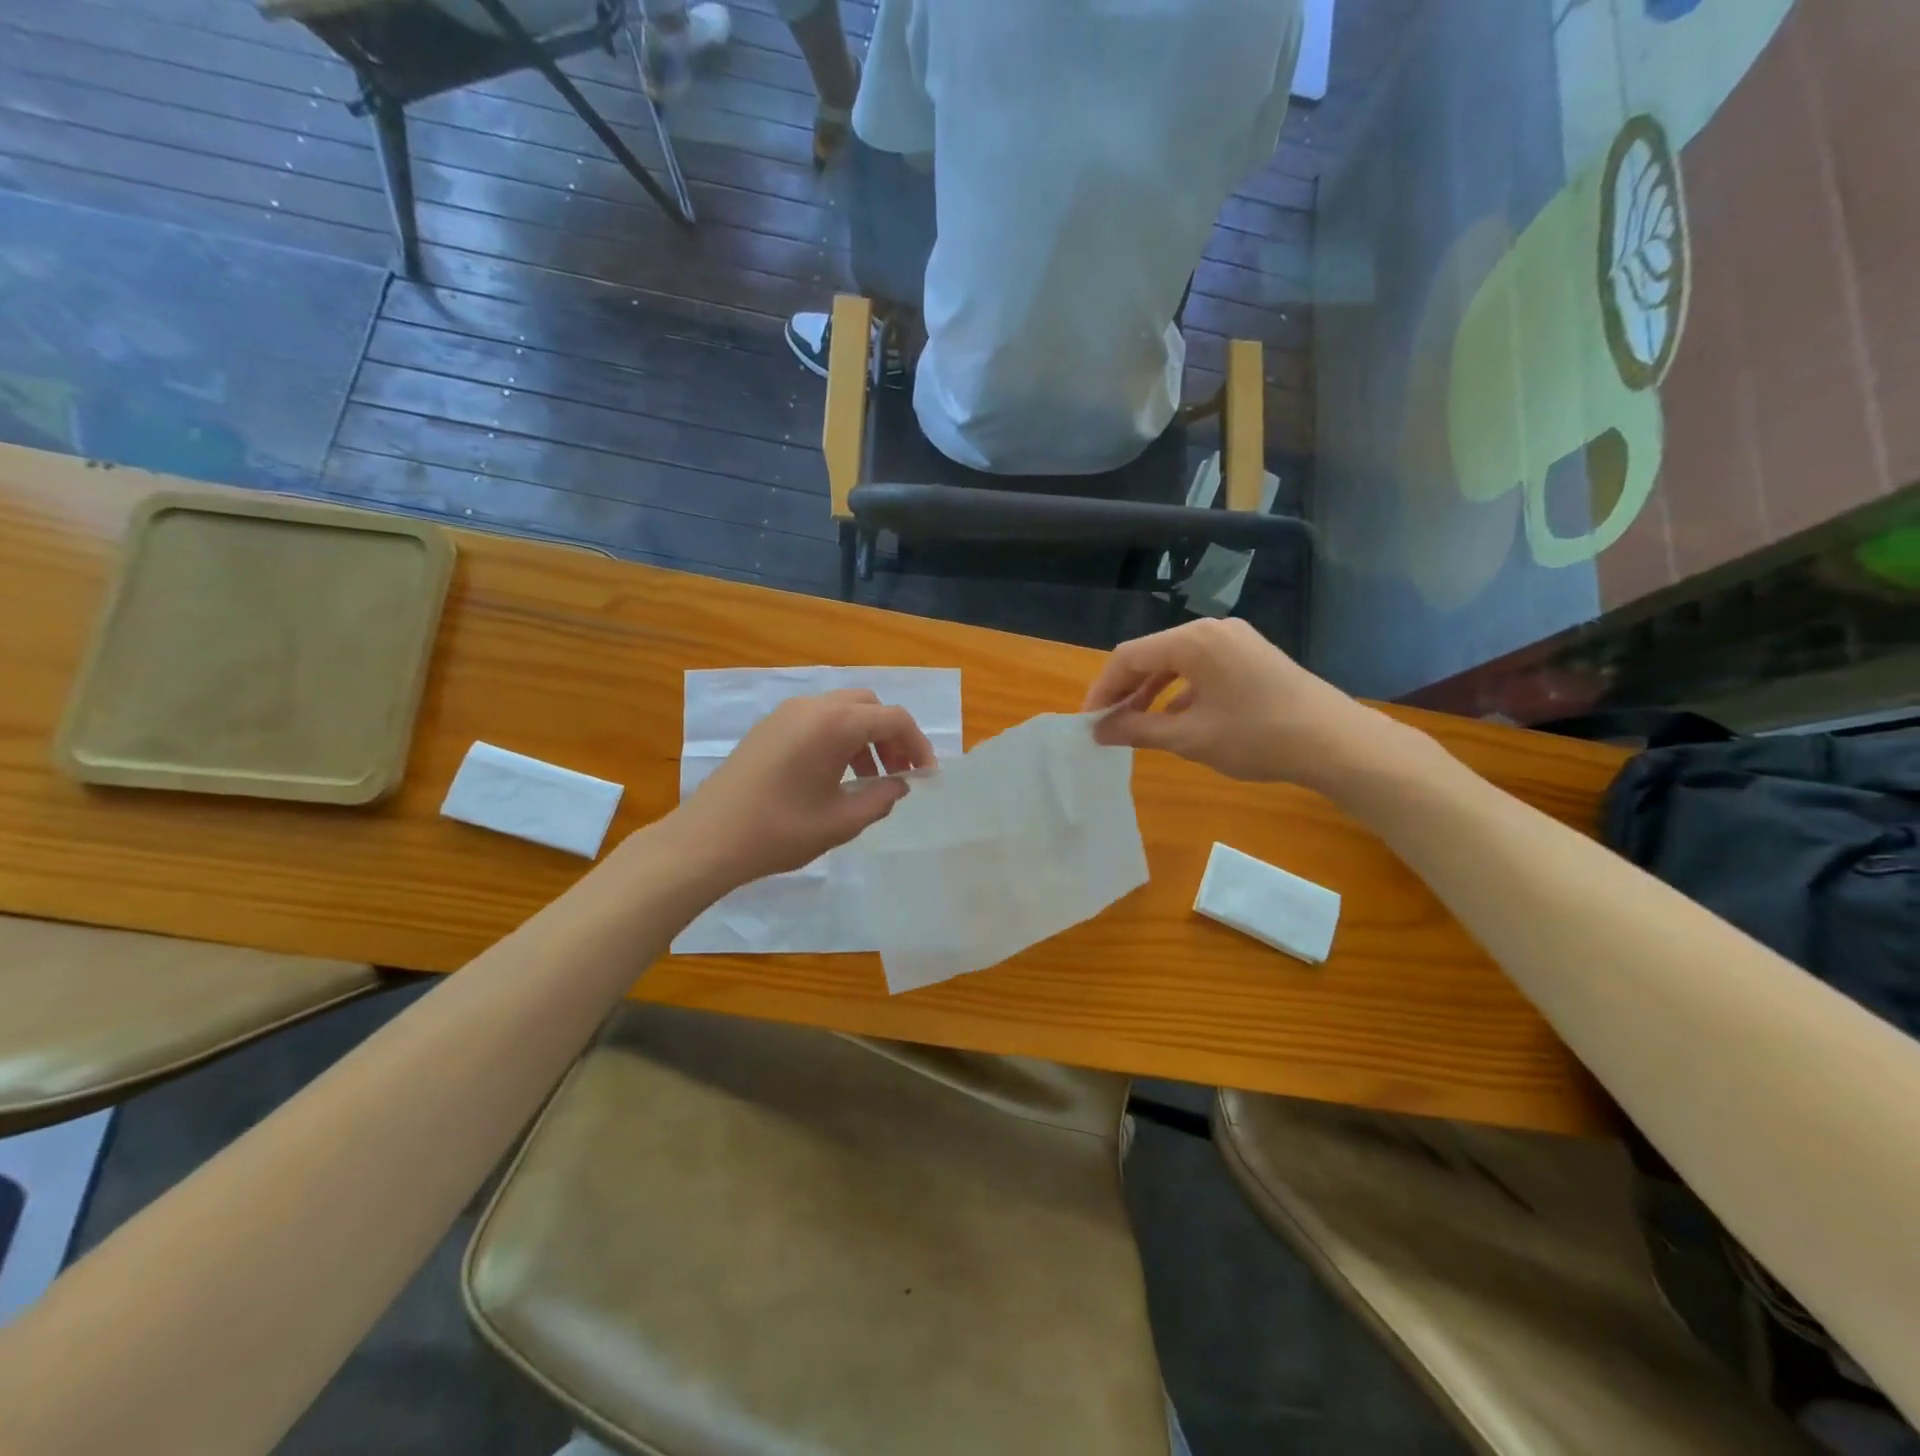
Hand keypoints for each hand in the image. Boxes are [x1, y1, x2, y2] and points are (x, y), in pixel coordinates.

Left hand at [671, 690, 936, 887]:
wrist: (706, 840)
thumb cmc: (779, 831)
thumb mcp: (841, 821)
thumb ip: (880, 798)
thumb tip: (899, 785)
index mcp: (833, 724)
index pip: (893, 719)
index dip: (917, 746)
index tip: (925, 777)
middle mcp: (811, 707)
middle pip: (868, 707)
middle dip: (891, 737)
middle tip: (897, 775)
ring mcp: (785, 714)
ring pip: (842, 711)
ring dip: (865, 738)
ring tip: (868, 780)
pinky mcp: (768, 728)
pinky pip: (817, 720)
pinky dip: (838, 738)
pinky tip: (834, 776)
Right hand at [1081, 619, 1418, 789]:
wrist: (1335, 742)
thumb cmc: (1257, 737)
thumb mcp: (1189, 738)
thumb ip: (1137, 729)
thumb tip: (1099, 731)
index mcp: (1193, 640)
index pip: (1128, 657)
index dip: (1102, 689)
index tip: (1089, 721)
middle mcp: (1211, 629)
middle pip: (1151, 655)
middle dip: (1125, 690)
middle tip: (1108, 724)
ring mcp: (1235, 640)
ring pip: (1176, 661)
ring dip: (1151, 692)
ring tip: (1136, 724)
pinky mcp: (1251, 655)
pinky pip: (1201, 667)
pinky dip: (1180, 691)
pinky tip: (1176, 720)